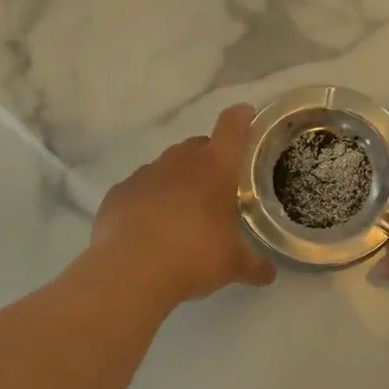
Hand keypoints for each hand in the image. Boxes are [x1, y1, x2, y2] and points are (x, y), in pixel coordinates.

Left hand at [90, 104, 277, 305]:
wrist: (131, 271)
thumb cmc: (194, 256)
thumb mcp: (233, 265)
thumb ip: (255, 266)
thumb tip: (270, 274)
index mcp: (215, 168)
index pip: (232, 127)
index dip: (241, 118)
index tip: (246, 115)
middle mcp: (180, 161)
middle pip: (197, 145)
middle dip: (208, 159)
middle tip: (215, 188)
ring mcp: (146, 174)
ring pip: (166, 166)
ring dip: (177, 180)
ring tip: (182, 212)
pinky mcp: (119, 192)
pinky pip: (139, 188)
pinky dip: (148, 200)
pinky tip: (149, 226)